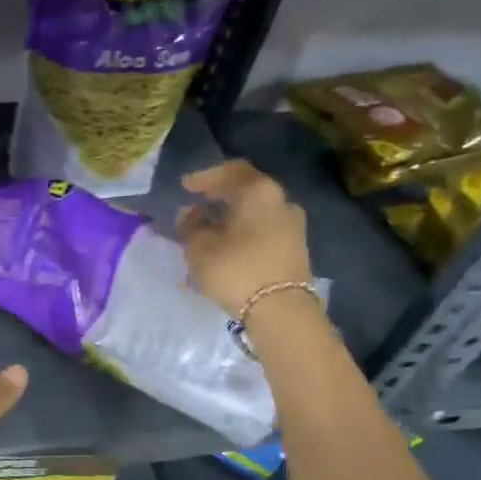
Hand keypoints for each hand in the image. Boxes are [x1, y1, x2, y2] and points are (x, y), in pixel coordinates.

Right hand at [176, 160, 311, 316]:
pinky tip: (229, 242)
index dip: (206, 176)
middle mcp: (281, 201)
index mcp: (258, 192)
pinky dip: (245, 229)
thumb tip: (190, 212)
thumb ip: (191, 225)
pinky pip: (264, 227)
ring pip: (257, 210)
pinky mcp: (295, 247)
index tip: (185, 186)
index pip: (231, 171)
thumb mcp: (200, 247)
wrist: (280, 309)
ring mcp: (292, 224)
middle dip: (221, 194)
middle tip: (198, 202)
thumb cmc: (236, 269)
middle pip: (247, 189)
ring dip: (234, 214)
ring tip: (211, 226)